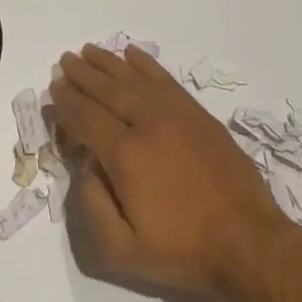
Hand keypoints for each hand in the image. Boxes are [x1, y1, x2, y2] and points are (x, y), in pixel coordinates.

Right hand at [50, 44, 289, 296]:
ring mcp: (176, 115)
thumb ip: (92, 207)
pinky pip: (166, 80)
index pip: (86, 118)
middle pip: (107, 90)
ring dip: (109, 63)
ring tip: (89, 51)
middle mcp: (148, 124)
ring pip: (134, 79)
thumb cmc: (183, 250)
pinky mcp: (199, 115)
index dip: (67, 102)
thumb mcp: (122, 250)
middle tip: (64, 61)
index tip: (53, 88)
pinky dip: (146, 64)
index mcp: (125, 155)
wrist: (248, 242)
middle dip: (82, 74)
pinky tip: (132, 54)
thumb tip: (85, 168)